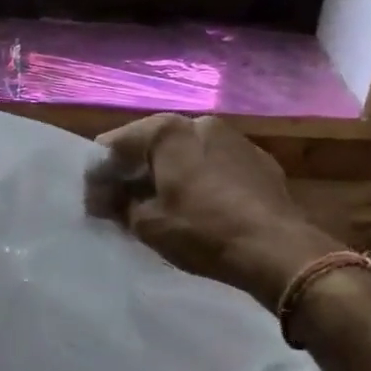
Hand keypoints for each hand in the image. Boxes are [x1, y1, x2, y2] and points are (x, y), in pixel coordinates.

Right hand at [87, 114, 341, 309]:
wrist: (276, 249)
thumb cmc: (202, 231)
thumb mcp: (146, 223)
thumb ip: (117, 204)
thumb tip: (104, 198)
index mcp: (167, 131)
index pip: (115, 144)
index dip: (99, 175)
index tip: (93, 203)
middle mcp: (200, 122)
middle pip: (152, 144)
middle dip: (134, 172)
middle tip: (122, 204)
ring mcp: (234, 139)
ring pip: (186, 153)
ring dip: (168, 175)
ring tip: (161, 206)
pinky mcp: (259, 160)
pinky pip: (215, 165)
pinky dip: (199, 180)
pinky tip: (200, 207)